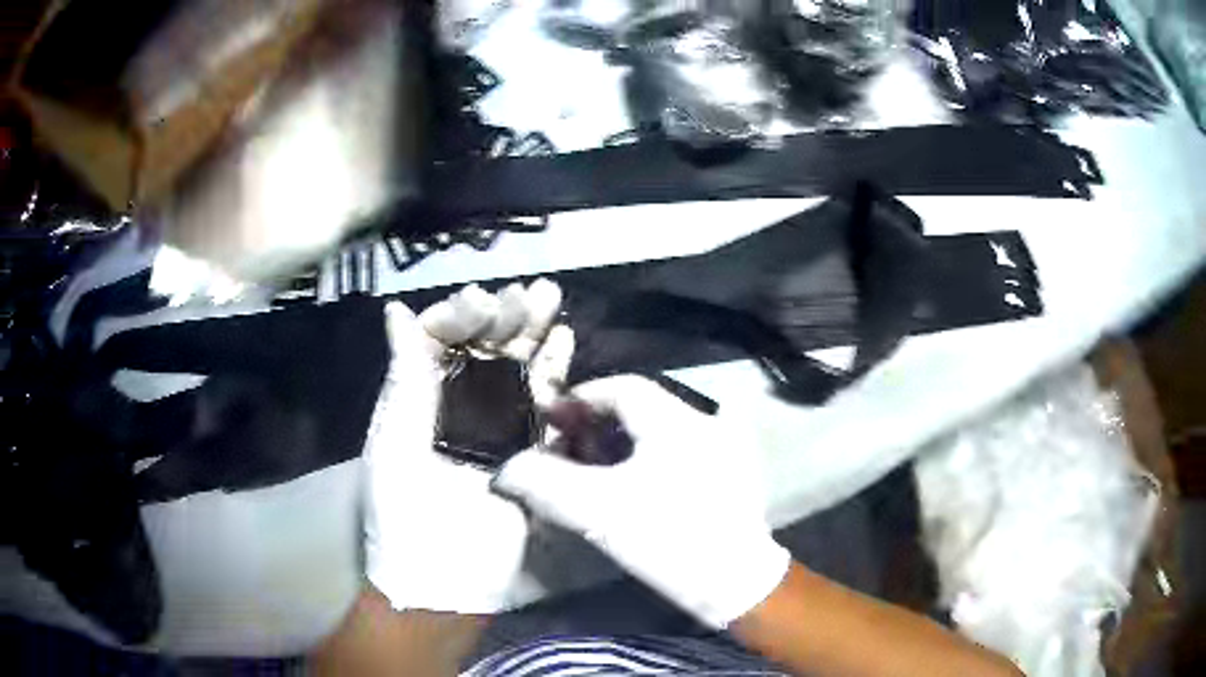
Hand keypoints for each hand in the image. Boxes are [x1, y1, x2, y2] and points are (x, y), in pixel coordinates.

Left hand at [363, 280, 567, 613]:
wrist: (446, 577)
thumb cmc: (406, 510)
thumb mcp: (395, 438)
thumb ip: (405, 374)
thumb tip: (397, 310)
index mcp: (418, 397)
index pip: (440, 340)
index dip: (460, 315)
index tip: (482, 301)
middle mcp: (456, 404)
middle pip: (483, 349)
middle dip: (505, 316)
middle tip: (531, 292)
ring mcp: (495, 425)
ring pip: (516, 369)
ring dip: (534, 333)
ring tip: (551, 298)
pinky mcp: (529, 448)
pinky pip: (543, 403)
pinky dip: (555, 371)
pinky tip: (565, 340)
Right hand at [493, 375, 789, 627]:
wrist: (733, 583)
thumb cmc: (667, 539)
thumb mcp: (597, 511)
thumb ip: (544, 483)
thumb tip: (507, 470)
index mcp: (677, 420)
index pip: (620, 387)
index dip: (579, 399)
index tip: (549, 420)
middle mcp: (703, 422)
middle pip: (638, 408)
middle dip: (594, 426)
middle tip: (563, 450)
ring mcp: (723, 448)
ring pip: (658, 431)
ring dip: (618, 445)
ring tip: (589, 471)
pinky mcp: (730, 474)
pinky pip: (677, 451)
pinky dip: (645, 459)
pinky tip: (627, 487)